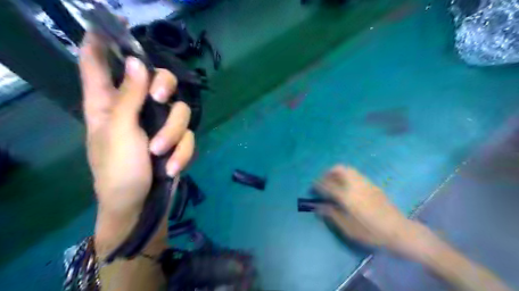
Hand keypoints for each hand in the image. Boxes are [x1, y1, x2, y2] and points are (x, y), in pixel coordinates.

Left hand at [78, 31, 193, 254]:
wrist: (141, 205)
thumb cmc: (118, 172)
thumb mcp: (118, 132)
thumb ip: (128, 97)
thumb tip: (138, 62)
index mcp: (109, 105)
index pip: (99, 65)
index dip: (103, 43)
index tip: (115, 25)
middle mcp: (137, 110)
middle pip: (157, 80)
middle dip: (164, 86)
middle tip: (160, 98)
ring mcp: (160, 126)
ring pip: (180, 112)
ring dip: (173, 134)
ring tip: (161, 154)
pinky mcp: (177, 142)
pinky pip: (188, 137)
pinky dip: (182, 153)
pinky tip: (171, 168)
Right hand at [316, 165, 421, 255]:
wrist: (398, 231)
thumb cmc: (370, 232)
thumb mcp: (348, 228)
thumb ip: (332, 215)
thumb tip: (319, 206)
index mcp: (347, 196)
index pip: (328, 185)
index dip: (319, 184)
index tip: (313, 185)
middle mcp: (355, 185)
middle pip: (340, 169)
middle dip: (329, 172)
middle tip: (324, 179)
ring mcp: (365, 183)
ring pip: (349, 169)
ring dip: (339, 172)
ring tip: (335, 181)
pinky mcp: (373, 185)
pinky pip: (356, 174)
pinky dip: (348, 175)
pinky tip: (348, 186)